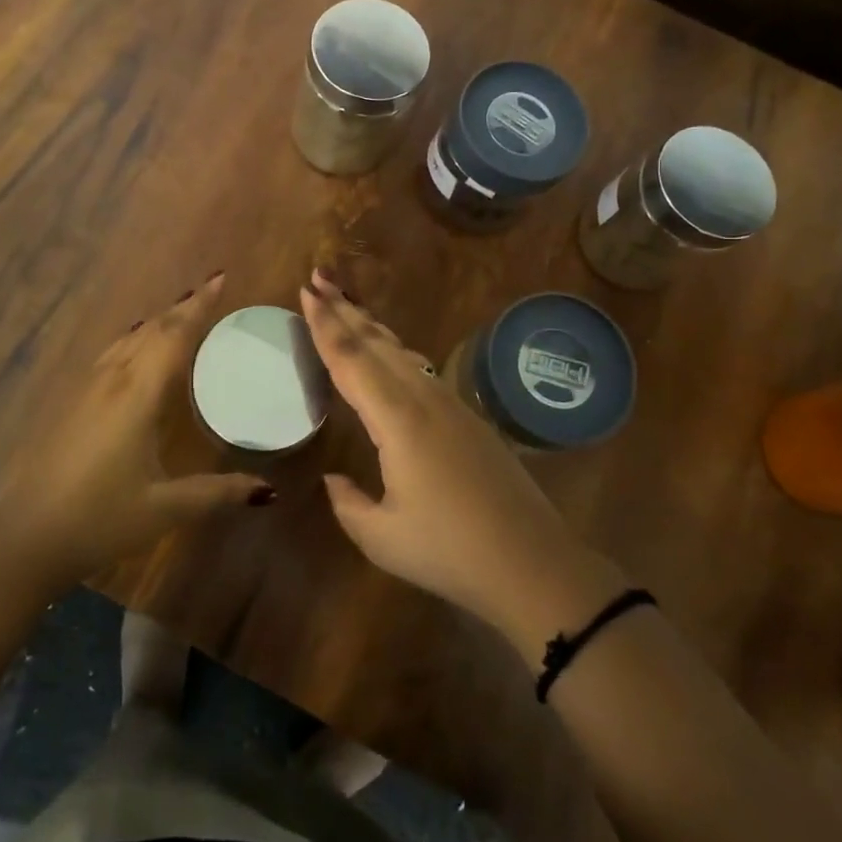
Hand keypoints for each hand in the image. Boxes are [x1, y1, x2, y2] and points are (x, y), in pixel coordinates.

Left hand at [0, 271, 273, 590]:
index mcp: (137, 395)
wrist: (26, 537)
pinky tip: (136, 349)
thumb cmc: (100, 518)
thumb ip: (217, 493)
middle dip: (182, 307)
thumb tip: (268, 490)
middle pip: (151, 329)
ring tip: (180, 313)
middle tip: (210, 290)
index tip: (220, 279)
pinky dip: (135, 339)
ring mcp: (86, 389)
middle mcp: (112, 380)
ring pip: (127, 339)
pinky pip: (111, 354)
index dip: (199, 306)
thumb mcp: (165, 508)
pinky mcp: (72, 402)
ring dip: (157, 321)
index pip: (173, 336)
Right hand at [301, 272, 623, 655]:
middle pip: (376, 343)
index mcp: (398, 420)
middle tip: (318, 279)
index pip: (352, 361)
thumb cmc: (452, 552)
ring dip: (370, 326)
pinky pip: (420, 368)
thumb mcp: (383, 538)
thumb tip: (333, 478)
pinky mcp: (468, 417)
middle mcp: (424, 399)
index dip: (325, 326)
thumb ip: (348, 504)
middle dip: (344, 309)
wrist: (534, 563)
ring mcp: (451, 404)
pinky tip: (390, 352)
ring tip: (347, 305)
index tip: (306, 292)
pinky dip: (394, 349)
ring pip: (401, 350)